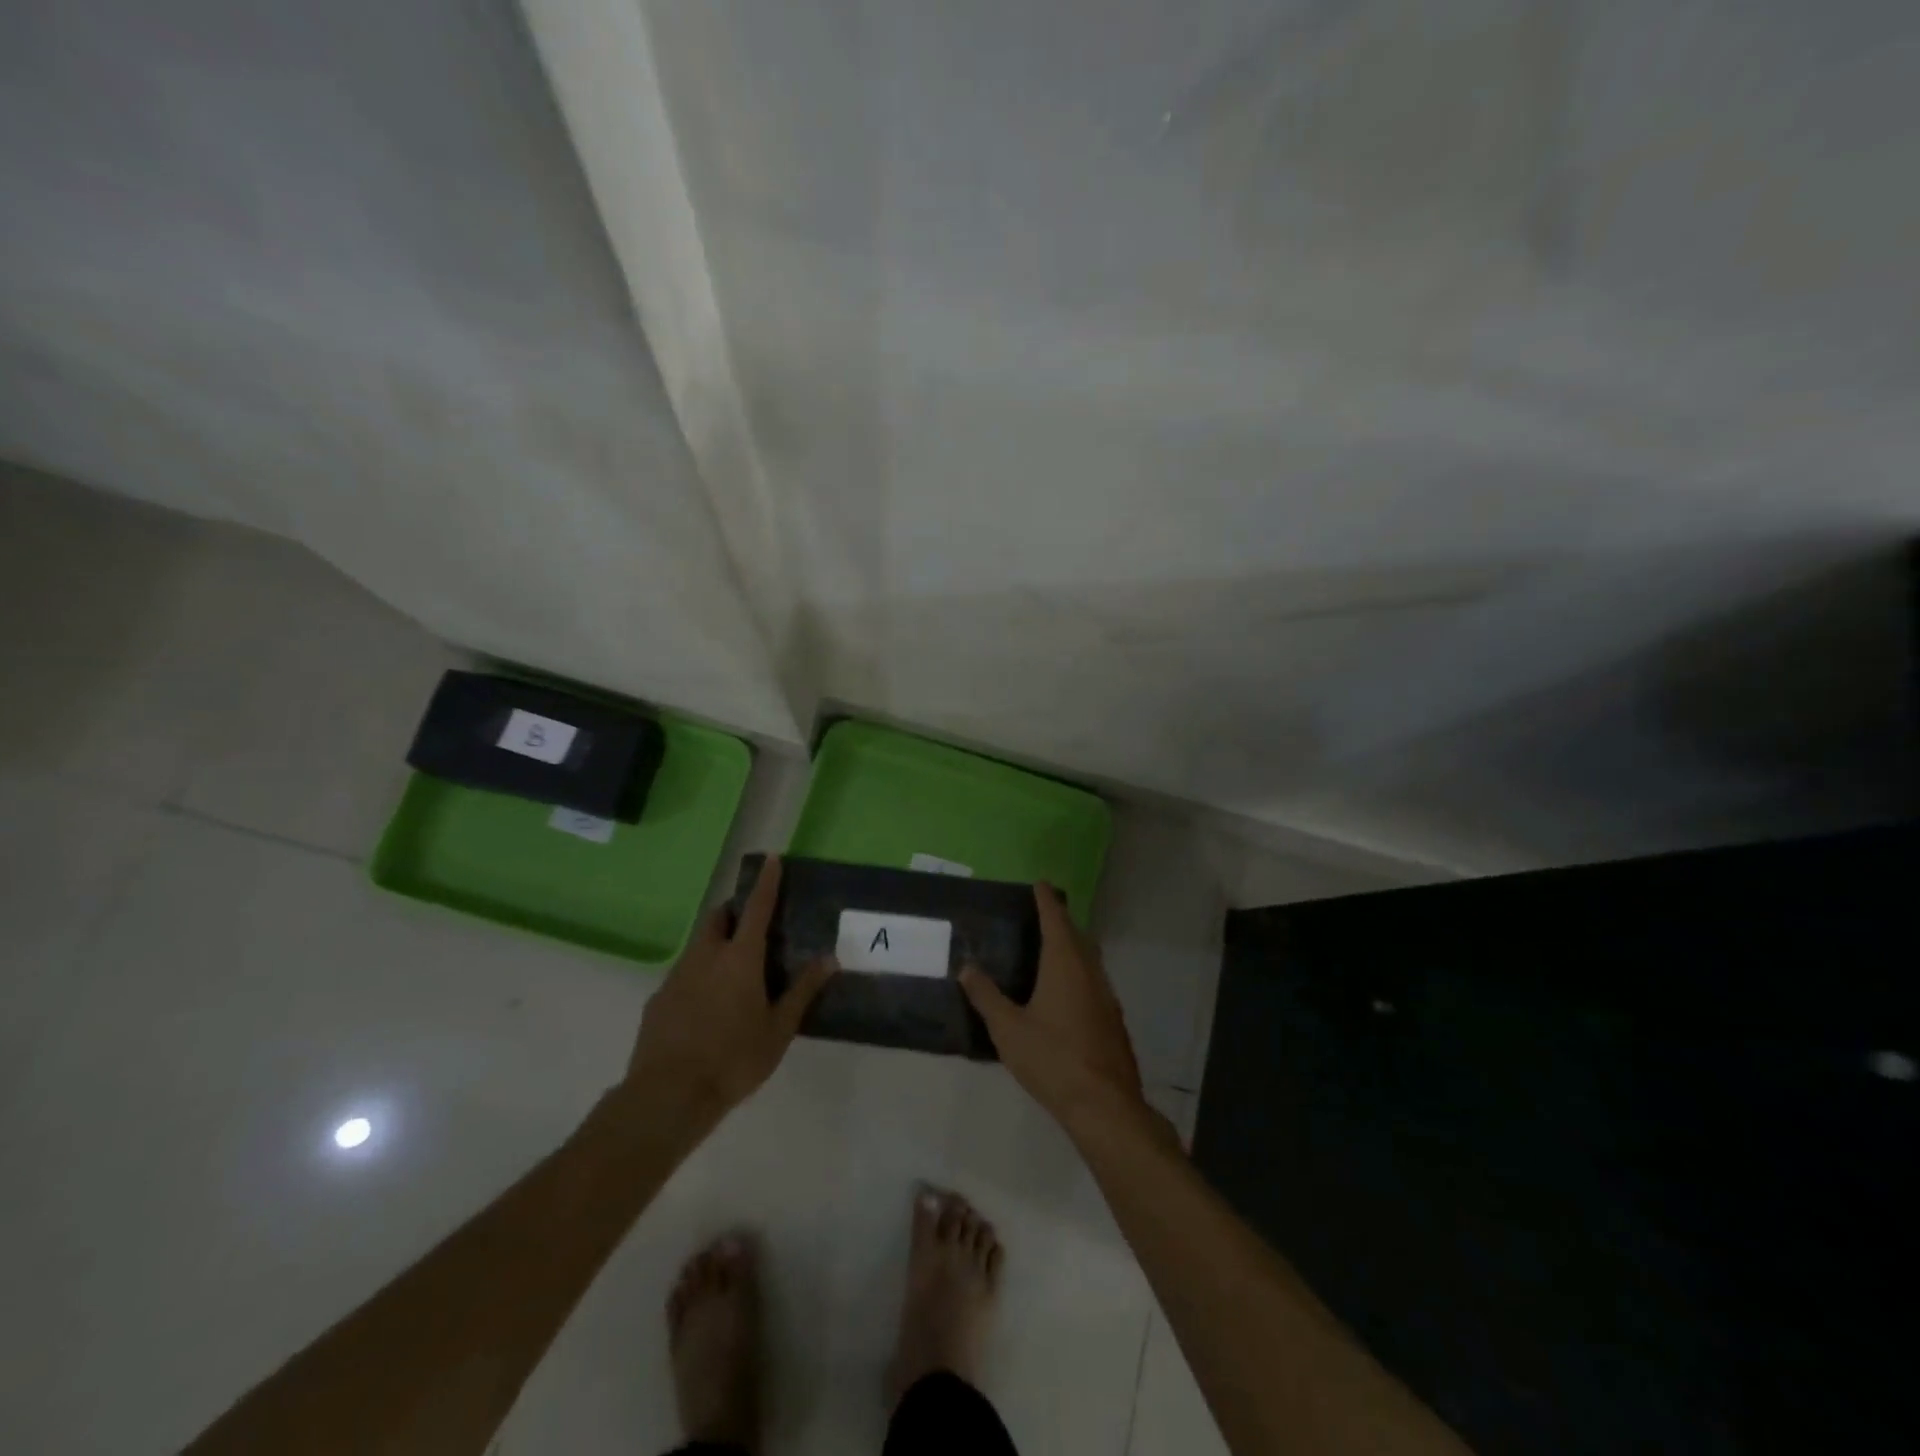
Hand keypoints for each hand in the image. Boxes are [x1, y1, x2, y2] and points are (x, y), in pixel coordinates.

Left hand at [623, 856, 835, 1121]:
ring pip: (698, 945)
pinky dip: (699, 975)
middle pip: (718, 918)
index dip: (766, 883)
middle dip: (734, 912)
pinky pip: (683, 974)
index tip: (771, 859)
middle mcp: (705, 956)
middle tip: (751, 924)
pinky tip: (706, 1007)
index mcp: (740, 959)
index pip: (756, 908)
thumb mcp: (779, 1029)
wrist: (668, 1096)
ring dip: (716, 943)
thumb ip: (802, 991)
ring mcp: (676, 976)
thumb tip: (829, 958)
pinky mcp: (658, 999)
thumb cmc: (733, 1059)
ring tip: (733, 971)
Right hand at [959, 885, 1148, 1127]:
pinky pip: (1094, 980)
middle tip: (1041, 915)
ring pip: (1089, 958)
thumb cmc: (1052, 1058)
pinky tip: (1067, 992)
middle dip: (1060, 921)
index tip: (1040, 883)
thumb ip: (986, 996)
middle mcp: (1090, 971)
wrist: (1104, 1104)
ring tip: (1051, 949)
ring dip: (1073, 946)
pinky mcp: (1113, 1019)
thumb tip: (967, 967)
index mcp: (1065, 964)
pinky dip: (1080, 972)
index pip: (1056, 919)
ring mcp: (1106, 995)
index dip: (1046, 900)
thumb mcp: (1008, 1029)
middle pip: (1077, 935)